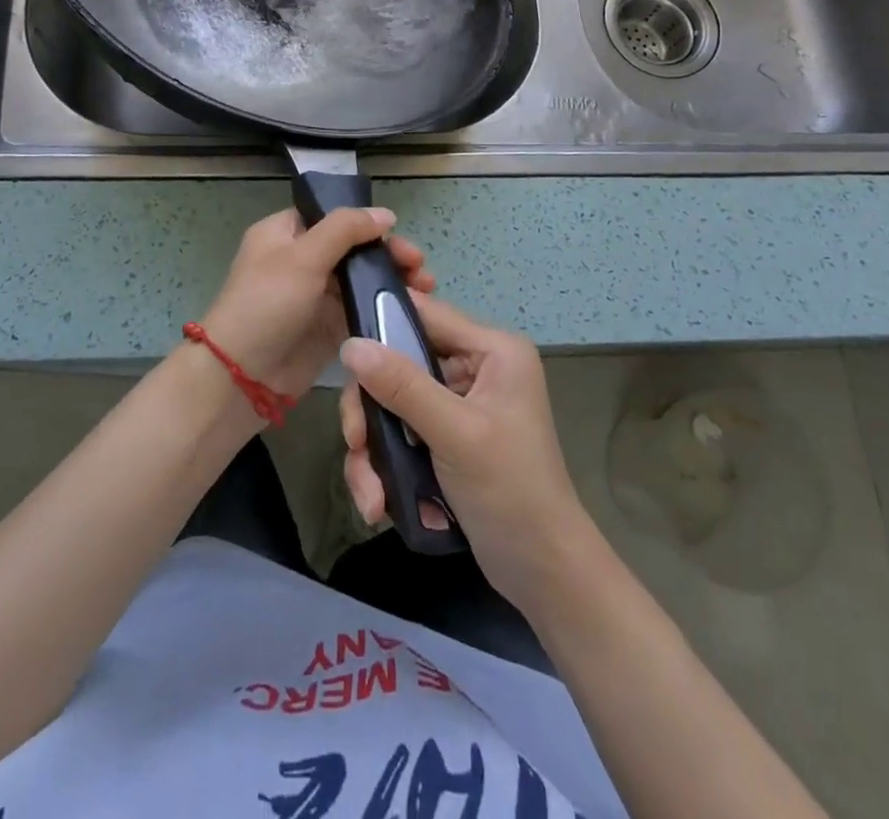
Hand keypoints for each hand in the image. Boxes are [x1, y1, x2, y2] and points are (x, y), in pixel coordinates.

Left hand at [200, 208, 434, 403]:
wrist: (242, 377)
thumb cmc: (266, 304)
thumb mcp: (303, 257)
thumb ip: (345, 230)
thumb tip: (386, 214)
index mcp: (284, 234)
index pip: (332, 217)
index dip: (365, 222)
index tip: (397, 233)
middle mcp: (300, 260)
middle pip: (352, 247)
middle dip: (387, 253)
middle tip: (419, 266)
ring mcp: (314, 295)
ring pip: (360, 278)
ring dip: (391, 280)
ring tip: (425, 288)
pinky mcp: (327, 327)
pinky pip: (360, 309)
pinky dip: (383, 306)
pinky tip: (412, 308)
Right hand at [338, 295, 595, 612]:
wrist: (543, 574)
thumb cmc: (510, 492)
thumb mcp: (455, 433)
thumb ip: (402, 386)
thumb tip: (350, 345)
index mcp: (492, 350)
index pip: (425, 315)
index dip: (381, 327)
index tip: (345, 358)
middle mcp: (475, 368)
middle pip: (399, 364)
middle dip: (371, 410)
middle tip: (356, 443)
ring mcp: (458, 405)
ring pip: (393, 404)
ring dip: (373, 449)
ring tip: (370, 496)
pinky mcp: (445, 438)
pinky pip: (400, 435)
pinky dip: (385, 467)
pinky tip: (380, 504)